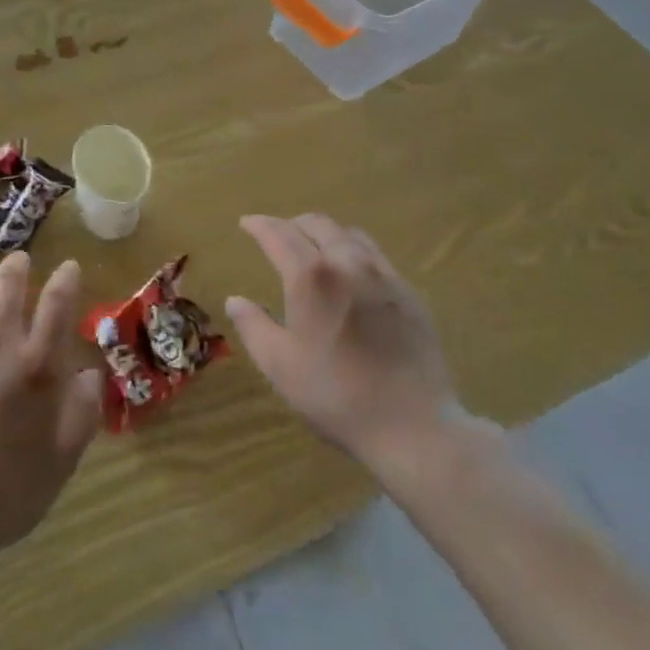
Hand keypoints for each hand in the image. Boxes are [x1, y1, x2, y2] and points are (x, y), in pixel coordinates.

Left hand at [0, 252, 103, 583]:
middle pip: (8, 281)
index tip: (69, 267)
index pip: (57, 300)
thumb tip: (89, 372)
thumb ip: (83, 408)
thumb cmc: (5, 495)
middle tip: (21, 259)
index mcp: (38, 364)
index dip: (66, 277)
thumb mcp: (62, 459)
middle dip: (18, 263)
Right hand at [227, 214, 465, 473]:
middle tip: (277, 235)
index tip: (246, 223)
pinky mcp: (410, 294)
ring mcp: (385, 276)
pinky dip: (354, 252)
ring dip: (325, 233)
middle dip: (292, 224)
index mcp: (312, 277)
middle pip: (318, 224)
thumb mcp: (280, 366)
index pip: (279, 234)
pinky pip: (376, 257)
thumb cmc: (336, 395)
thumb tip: (235, 300)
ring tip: (314, 249)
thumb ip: (253, 327)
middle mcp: (348, 263)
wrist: (414, 426)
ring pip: (350, 235)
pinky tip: (353, 277)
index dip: (259, 225)